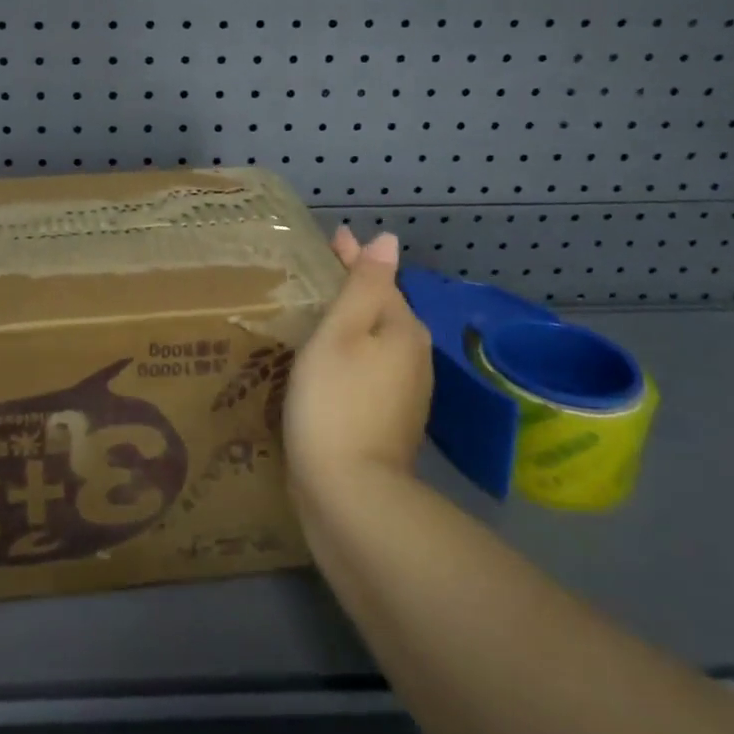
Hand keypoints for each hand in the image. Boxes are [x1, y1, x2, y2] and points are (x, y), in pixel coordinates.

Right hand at [283, 228, 433, 505]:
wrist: (350, 495)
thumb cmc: (335, 402)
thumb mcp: (341, 333)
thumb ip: (364, 285)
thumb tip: (388, 241)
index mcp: (404, 331)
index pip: (379, 280)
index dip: (354, 258)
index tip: (332, 238)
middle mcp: (415, 359)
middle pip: (382, 312)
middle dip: (354, 291)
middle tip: (317, 276)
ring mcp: (406, 395)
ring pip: (377, 344)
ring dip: (352, 326)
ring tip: (318, 315)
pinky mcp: (390, 423)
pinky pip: (370, 373)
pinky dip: (350, 358)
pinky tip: (327, 364)